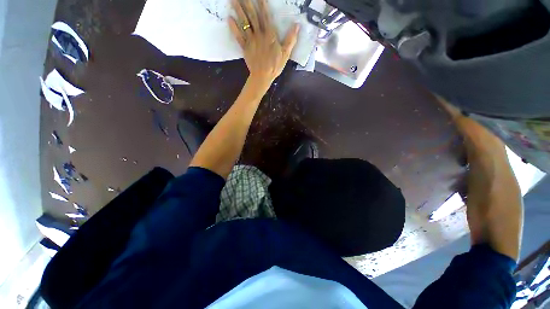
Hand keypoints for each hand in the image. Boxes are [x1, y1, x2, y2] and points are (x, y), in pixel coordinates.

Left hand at [229, 0, 299, 84]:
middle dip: (247, 3)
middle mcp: (259, 35)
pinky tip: (229, 18)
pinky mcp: (245, 48)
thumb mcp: (286, 54)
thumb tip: (297, 25)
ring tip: (233, 0)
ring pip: (244, 24)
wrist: (263, 76)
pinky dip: (234, 28)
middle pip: (253, 16)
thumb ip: (290, 39)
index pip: (265, 16)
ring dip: (239, 11)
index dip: (262, 4)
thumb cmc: (275, 66)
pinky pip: (238, 37)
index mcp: (270, 35)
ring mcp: (251, 41)